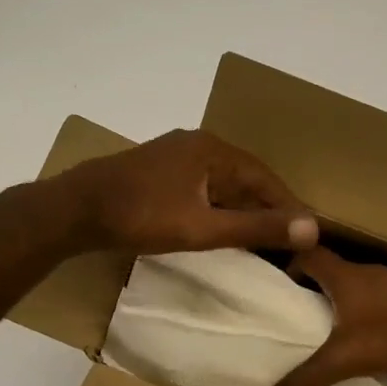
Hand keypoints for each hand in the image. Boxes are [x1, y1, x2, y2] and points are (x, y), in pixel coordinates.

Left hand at [57, 129, 319, 255]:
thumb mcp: (203, 228)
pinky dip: (217, 208)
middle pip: (245, 179)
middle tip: (289, 240)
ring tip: (260, 239)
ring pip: (222, 184)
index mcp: (213, 150)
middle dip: (267, 209)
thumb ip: (255, 229)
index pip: (265, 179)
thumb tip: (312, 228)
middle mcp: (197, 145)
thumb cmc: (141, 217)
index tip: (308, 234)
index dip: (289, 207)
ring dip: (242, 210)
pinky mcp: (158, 172)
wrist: (74, 210)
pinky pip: (202, 188)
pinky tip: (219, 228)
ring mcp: (174, 156)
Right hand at [264, 246, 386, 385]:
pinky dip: (369, 312)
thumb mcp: (345, 360)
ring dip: (343, 301)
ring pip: (359, 286)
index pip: (308, 255)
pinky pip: (382, 299)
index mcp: (345, 276)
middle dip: (314, 288)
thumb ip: (306, 381)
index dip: (289, 265)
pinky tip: (370, 335)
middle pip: (333, 271)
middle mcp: (369, 273)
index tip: (278, 287)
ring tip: (330, 327)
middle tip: (298, 313)